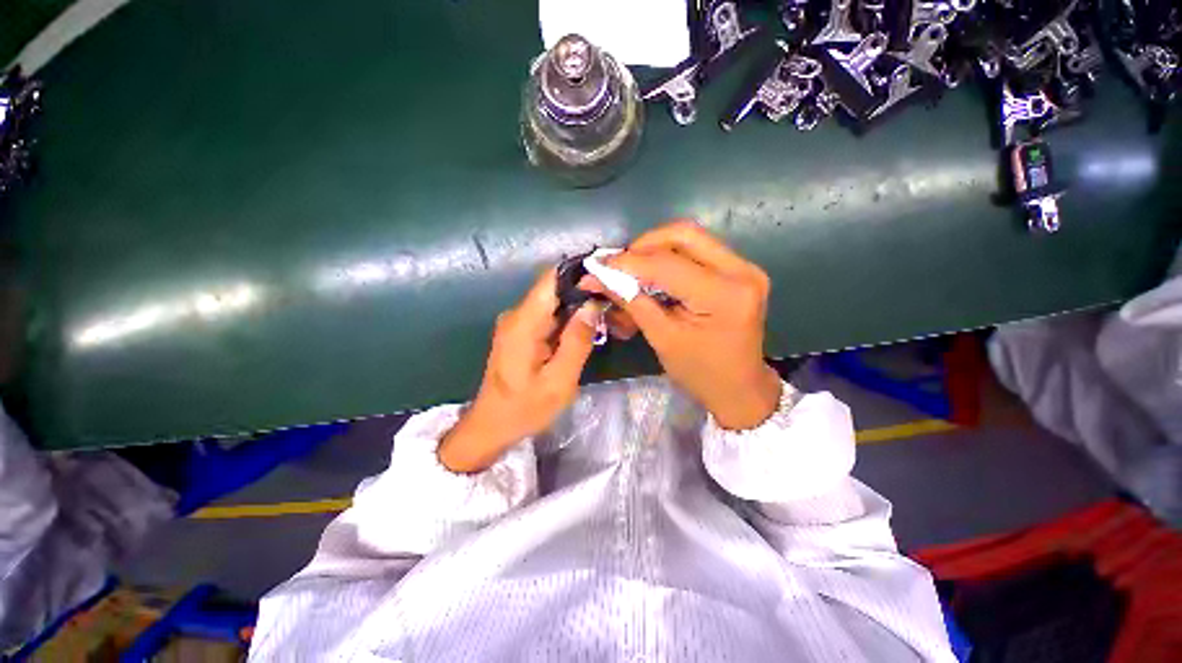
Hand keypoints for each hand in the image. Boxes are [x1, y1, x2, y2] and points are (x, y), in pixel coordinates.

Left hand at [439, 269, 598, 472]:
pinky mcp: (521, 332)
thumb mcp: (559, 382)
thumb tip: (592, 306)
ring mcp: (517, 323)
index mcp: (523, 323)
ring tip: (606, 313)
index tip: (607, 276)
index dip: (579, 273)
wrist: (491, 425)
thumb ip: (577, 342)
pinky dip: (568, 319)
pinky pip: (548, 316)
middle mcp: (517, 315)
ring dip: (578, 307)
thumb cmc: (524, 408)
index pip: (551, 280)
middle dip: (584, 292)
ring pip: (553, 303)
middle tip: (614, 301)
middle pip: (554, 289)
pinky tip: (586, 328)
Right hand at [582, 221, 781, 429]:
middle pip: (684, 234)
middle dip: (644, 246)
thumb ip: (631, 302)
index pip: (667, 264)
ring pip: (690, 238)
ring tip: (633, 270)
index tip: (598, 266)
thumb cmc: (701, 372)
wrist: (740, 387)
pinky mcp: (739, 270)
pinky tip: (653, 274)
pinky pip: (698, 251)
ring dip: (655, 249)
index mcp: (723, 295)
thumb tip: (597, 278)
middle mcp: (741, 271)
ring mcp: (744, 267)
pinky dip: (670, 257)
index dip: (628, 262)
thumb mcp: (662, 338)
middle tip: (620, 265)